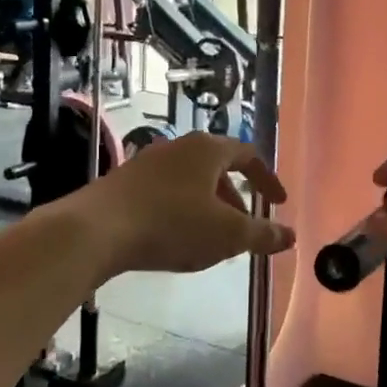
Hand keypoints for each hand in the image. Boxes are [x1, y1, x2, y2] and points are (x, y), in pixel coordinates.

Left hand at [61, 132, 292, 275]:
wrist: (96, 230)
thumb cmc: (171, 224)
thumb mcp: (226, 234)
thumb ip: (261, 235)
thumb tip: (290, 236)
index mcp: (208, 149)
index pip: (248, 155)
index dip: (267, 179)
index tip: (278, 203)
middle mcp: (179, 147)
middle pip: (218, 168)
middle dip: (236, 199)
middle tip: (245, 228)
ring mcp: (148, 162)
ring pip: (191, 181)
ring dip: (209, 207)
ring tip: (212, 240)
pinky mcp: (125, 182)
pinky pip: (166, 192)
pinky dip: (183, 211)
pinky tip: (176, 239)